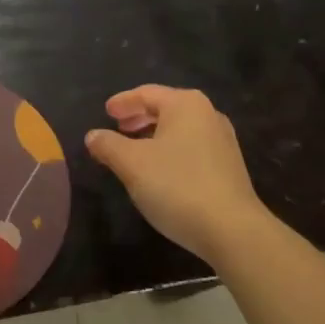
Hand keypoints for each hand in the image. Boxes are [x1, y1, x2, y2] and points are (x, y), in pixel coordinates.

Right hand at [86, 86, 270, 264]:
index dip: (123, 102)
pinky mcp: (229, 166)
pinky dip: (170, 150)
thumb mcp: (132, 164)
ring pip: (179, 129)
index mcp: (185, 104)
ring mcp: (222, 141)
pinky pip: (192, 147)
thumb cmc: (177, 186)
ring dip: (154, 136)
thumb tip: (93, 135)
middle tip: (118, 128)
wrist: (231, 230)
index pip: (147, 93)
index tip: (106, 111)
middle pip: (166, 108)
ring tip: (134, 151)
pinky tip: (160, 171)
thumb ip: (108, 145)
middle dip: (139, 117)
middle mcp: (208, 114)